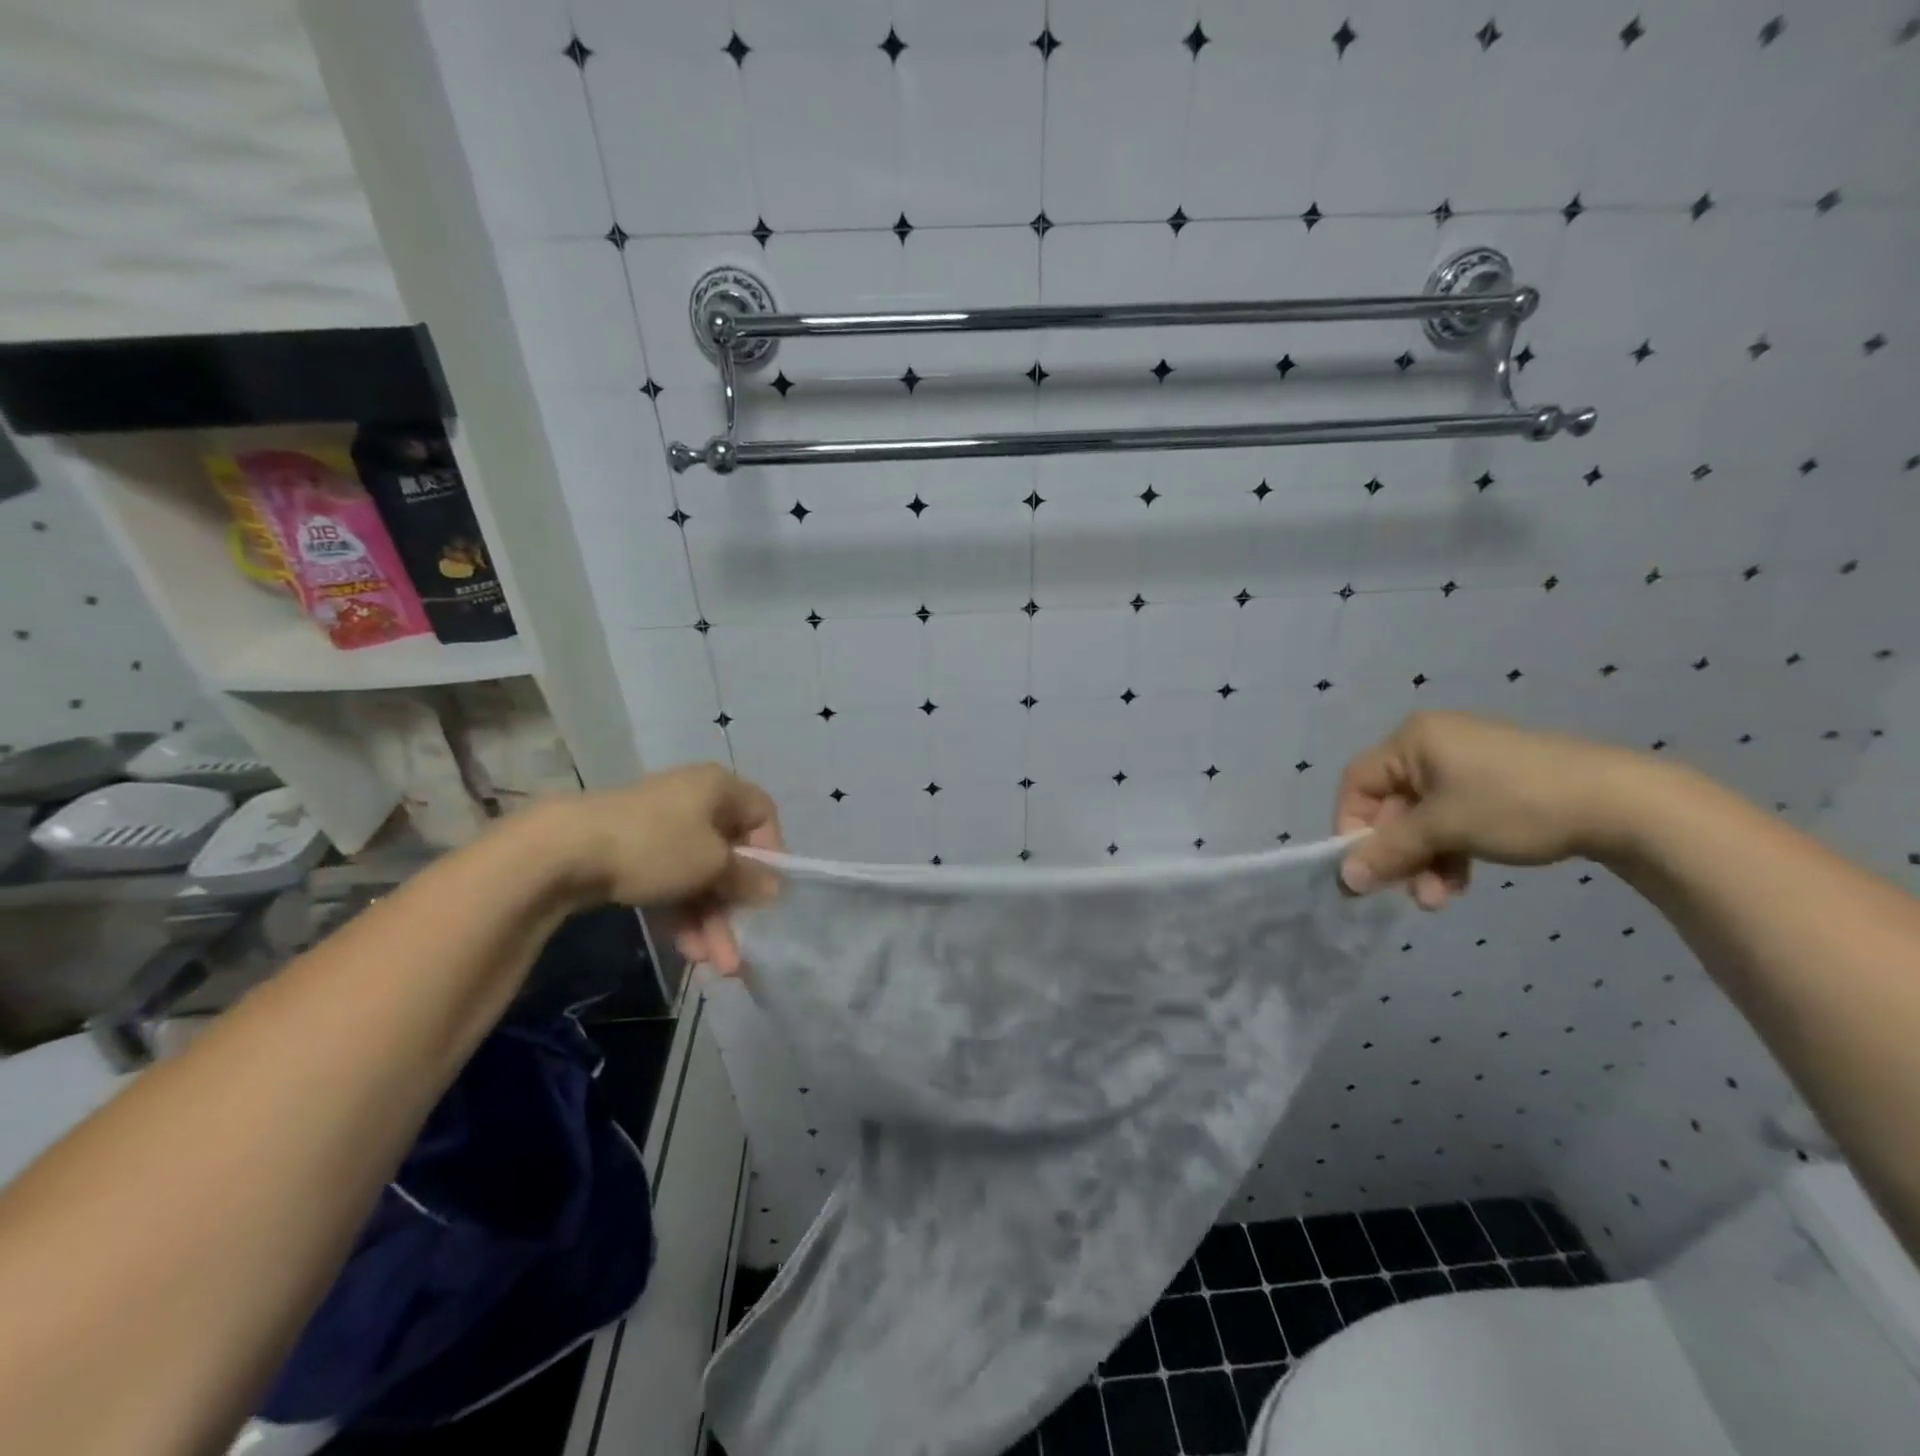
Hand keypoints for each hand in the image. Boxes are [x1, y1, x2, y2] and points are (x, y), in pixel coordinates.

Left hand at [561, 764, 781, 972]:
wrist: (564, 850)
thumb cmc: (657, 845)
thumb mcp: (714, 864)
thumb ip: (749, 878)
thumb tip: (776, 888)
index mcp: (720, 788)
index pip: (762, 816)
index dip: (771, 855)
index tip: (767, 894)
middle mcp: (696, 802)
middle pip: (730, 856)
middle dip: (735, 908)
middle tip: (738, 950)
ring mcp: (663, 828)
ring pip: (700, 877)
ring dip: (710, 921)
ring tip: (712, 965)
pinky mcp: (634, 853)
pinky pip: (671, 883)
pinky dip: (682, 914)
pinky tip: (687, 950)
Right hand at [1334, 712, 1645, 909]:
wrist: (1624, 804)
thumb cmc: (1515, 804)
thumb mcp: (1443, 829)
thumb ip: (1388, 852)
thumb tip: (1344, 879)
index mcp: (1413, 739)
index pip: (1358, 783)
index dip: (1351, 826)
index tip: (1361, 867)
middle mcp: (1434, 745)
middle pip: (1393, 805)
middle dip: (1400, 853)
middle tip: (1406, 892)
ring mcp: (1467, 765)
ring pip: (1424, 819)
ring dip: (1425, 860)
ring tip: (1440, 899)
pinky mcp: (1496, 786)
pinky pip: (1454, 819)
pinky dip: (1451, 850)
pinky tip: (1462, 882)